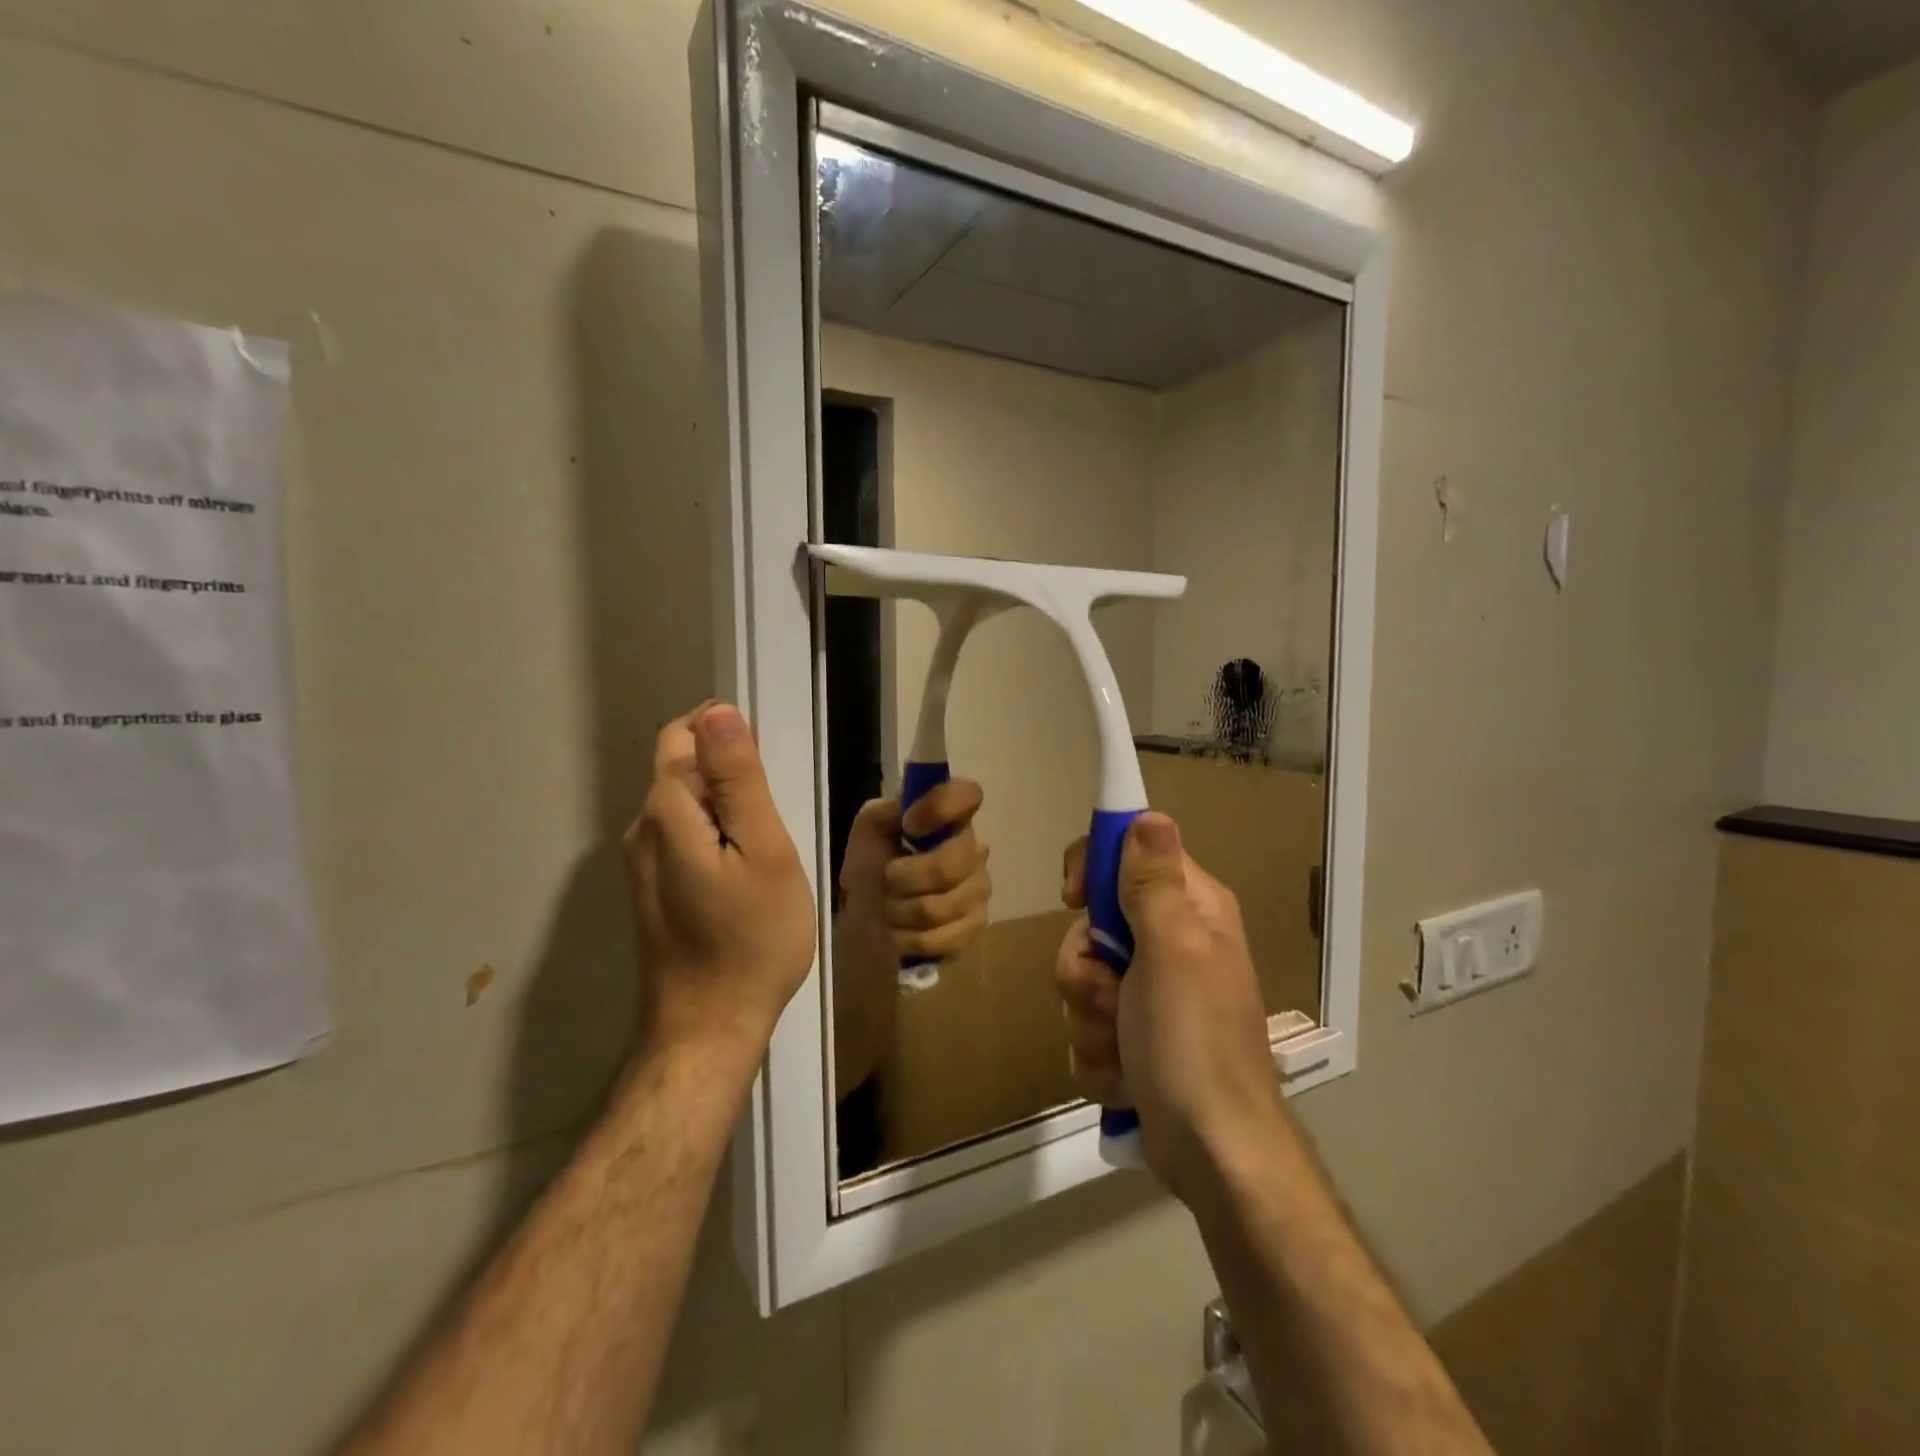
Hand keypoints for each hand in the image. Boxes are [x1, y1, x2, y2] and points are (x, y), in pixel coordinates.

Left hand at [623, 702, 815, 1060]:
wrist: (710, 1026)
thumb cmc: (752, 938)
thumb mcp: (763, 850)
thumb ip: (739, 779)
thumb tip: (718, 711)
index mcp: (666, 812)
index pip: (684, 735)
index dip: (727, 732)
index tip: (770, 764)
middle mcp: (641, 829)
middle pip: (681, 767)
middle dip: (728, 771)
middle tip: (777, 811)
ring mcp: (641, 863)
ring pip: (684, 803)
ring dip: (724, 804)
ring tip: (767, 843)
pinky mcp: (651, 889)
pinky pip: (683, 835)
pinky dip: (714, 833)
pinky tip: (745, 869)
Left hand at [839, 778, 990, 964]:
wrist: (867, 916)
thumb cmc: (872, 863)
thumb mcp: (869, 828)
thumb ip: (887, 810)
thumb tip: (908, 811)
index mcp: (952, 817)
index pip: (968, 794)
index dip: (939, 808)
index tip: (908, 826)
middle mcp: (975, 849)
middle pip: (949, 866)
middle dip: (904, 878)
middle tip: (886, 880)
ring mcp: (979, 890)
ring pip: (938, 907)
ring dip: (899, 911)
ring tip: (888, 908)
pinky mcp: (975, 929)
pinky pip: (941, 938)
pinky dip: (908, 938)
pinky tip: (901, 931)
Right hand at [1057, 813, 1287, 1202]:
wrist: (1214, 1154)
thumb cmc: (1194, 1043)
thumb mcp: (1172, 952)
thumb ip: (1154, 883)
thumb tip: (1150, 815)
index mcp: (1191, 910)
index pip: (1130, 854)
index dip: (1096, 868)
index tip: (1075, 897)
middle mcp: (1171, 944)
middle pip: (1091, 925)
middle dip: (1087, 968)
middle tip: (1112, 997)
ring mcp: (1151, 995)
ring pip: (1082, 980)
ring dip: (1091, 1020)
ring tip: (1125, 1049)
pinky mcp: (1134, 1039)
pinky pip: (1087, 1027)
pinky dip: (1099, 1056)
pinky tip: (1127, 1078)